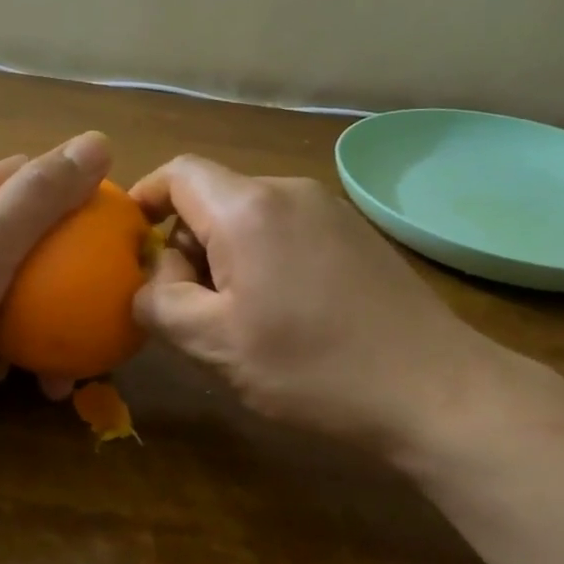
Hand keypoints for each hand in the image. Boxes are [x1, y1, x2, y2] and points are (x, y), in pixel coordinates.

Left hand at [0, 131, 112, 446]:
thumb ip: (43, 194)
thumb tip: (100, 142)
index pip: (28, 177)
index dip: (73, 190)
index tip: (113, 220)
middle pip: (28, 244)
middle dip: (65, 276)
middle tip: (102, 306)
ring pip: (13, 301)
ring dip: (39, 332)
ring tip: (64, 373)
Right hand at [130, 156, 563, 462]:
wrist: (434, 389)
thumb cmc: (313, 367)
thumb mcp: (214, 344)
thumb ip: (159, 303)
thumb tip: (149, 280)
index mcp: (248, 207)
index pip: (177, 173)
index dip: (143, 201)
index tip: (130, 249)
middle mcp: (289, 191)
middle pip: (213, 197)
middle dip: (185, 243)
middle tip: (183, 305)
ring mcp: (330, 209)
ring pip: (250, 217)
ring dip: (224, 256)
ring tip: (233, 318)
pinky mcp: (355, 234)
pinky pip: (286, 231)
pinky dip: (263, 259)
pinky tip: (282, 313)